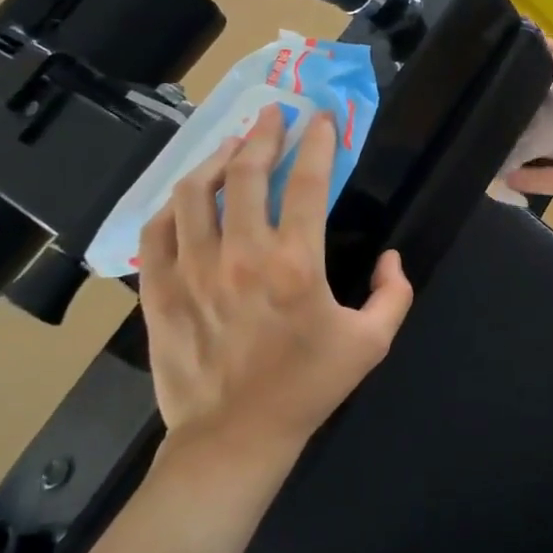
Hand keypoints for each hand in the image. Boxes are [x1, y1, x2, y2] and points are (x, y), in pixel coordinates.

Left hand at [137, 105, 413, 459]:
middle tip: (273, 114)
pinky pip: (158, 229)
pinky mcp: (160, 288)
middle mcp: (241, 254)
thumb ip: (394, 295)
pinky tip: (186, 195)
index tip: (321, 119)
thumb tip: (392, 259)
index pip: (307, 182)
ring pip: (194, 191)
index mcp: (295, 263)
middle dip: (264, 133)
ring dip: (216, 158)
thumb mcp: (371, 344)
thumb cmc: (307, 388)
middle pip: (247, 172)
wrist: (235, 438)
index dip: (317, 142)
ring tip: (231, 144)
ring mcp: (193, 268)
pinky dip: (173, 203)